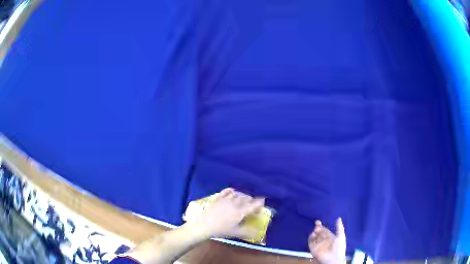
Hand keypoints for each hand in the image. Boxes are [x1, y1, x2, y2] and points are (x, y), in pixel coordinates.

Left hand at [196, 188, 264, 238]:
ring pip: (238, 194)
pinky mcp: (218, 198)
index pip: (253, 205)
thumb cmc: (221, 230)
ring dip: (243, 195)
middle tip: (252, 203)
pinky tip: (233, 192)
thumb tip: (257, 234)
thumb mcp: (235, 233)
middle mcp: (235, 204)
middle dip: (251, 199)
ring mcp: (226, 199)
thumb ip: (247, 232)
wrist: (204, 225)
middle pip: (246, 198)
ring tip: (244, 199)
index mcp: (240, 212)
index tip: (263, 200)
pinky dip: (232, 191)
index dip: (259, 202)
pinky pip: (227, 191)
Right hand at [308, 218, 345, 263]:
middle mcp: (324, 241)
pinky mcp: (313, 249)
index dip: (321, 226)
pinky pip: (311, 242)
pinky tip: (313, 234)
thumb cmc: (339, 247)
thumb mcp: (341, 235)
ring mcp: (318, 245)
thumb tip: (338, 218)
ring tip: (316, 229)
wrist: (334, 258)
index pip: (325, 231)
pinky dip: (311, 238)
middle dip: (317, 228)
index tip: (318, 221)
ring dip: (314, 232)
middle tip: (317, 223)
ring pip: (314, 237)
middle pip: (319, 233)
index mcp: (330, 238)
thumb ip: (339, 227)